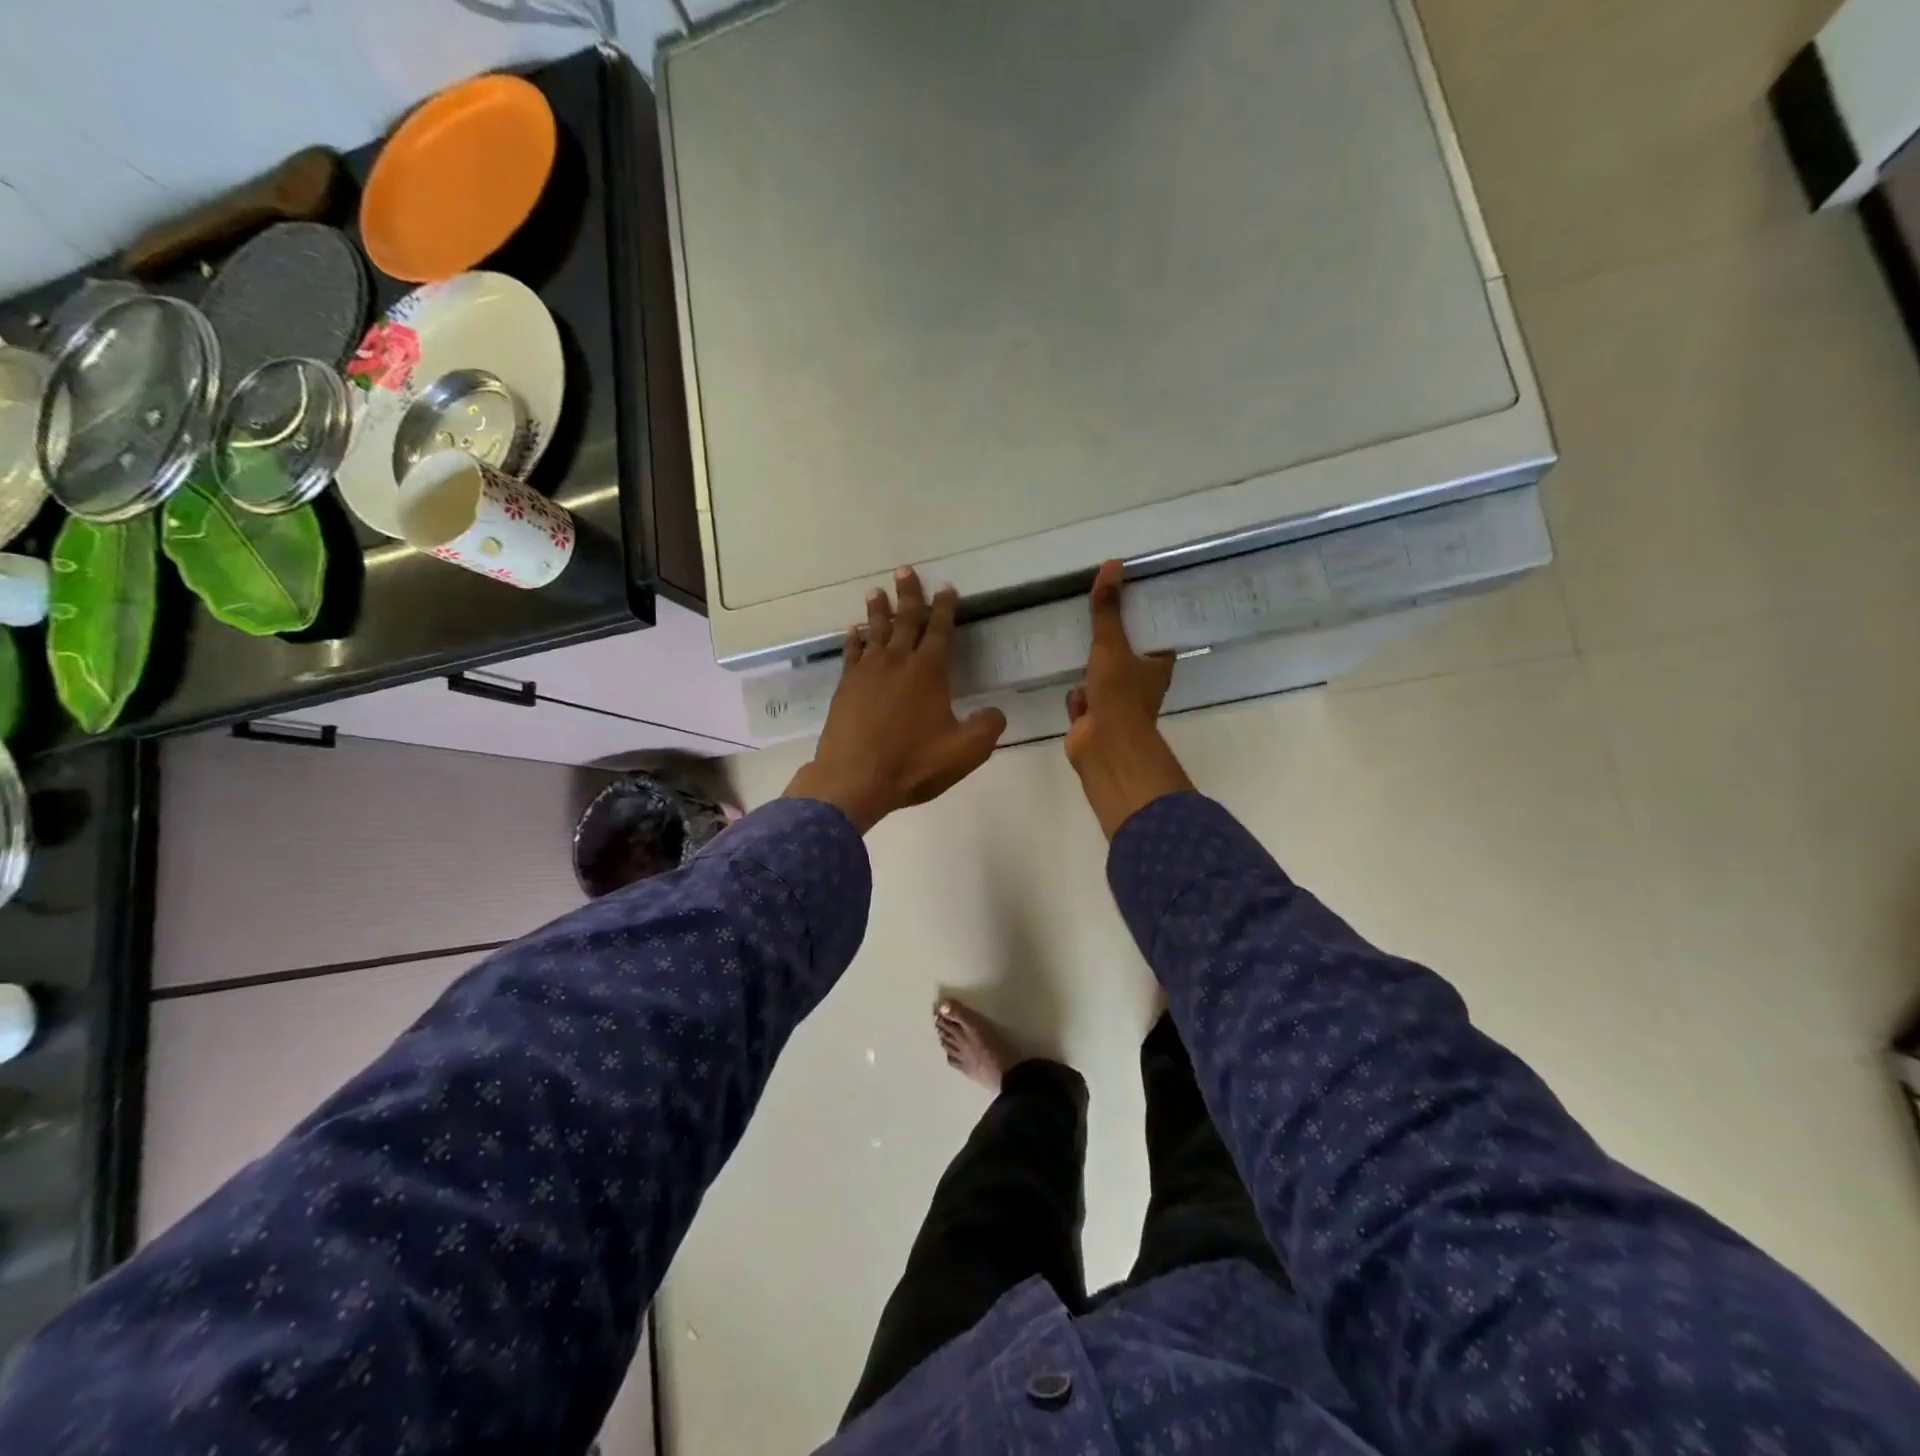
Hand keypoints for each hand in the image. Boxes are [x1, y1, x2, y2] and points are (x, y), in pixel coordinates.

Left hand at [784, 567, 1007, 833]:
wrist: (854, 778)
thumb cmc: (913, 763)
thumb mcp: (965, 751)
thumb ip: (987, 728)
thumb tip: (996, 712)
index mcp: (929, 672)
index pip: (940, 630)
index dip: (945, 608)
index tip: (947, 588)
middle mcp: (898, 662)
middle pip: (905, 620)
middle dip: (909, 594)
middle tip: (906, 570)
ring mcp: (867, 673)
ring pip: (875, 631)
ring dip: (878, 610)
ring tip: (877, 591)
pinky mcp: (846, 687)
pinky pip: (851, 653)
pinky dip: (854, 639)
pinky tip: (853, 631)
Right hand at [1065, 561, 1193, 839]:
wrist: (1103, 747)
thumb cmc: (1118, 695)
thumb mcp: (1111, 645)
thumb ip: (1107, 609)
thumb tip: (1113, 565)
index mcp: (1157, 666)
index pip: (1153, 635)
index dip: (1141, 618)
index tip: (1127, 597)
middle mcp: (1141, 685)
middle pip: (1125, 655)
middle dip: (1109, 643)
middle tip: (1094, 615)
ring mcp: (1117, 704)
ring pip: (1101, 678)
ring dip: (1089, 670)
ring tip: (1076, 645)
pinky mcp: (1094, 720)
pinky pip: (1083, 700)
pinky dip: (1076, 697)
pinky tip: (1069, 687)